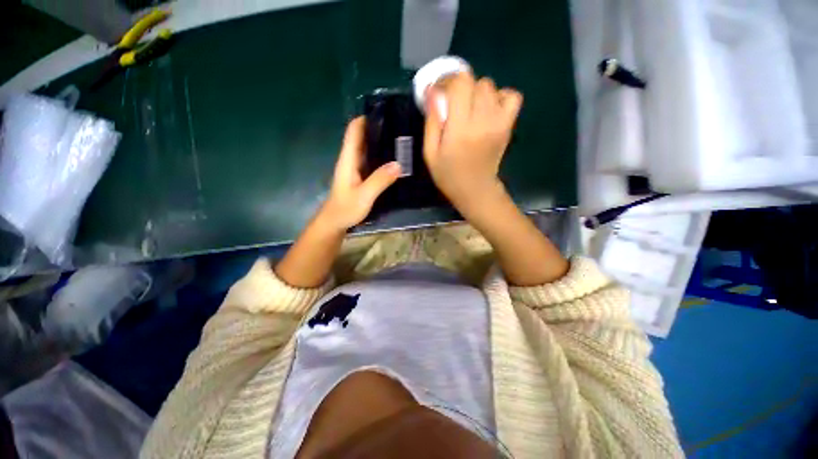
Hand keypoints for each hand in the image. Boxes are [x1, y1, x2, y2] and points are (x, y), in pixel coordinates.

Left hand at [318, 117, 401, 230]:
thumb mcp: (364, 195)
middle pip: (362, 137)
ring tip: (401, 140)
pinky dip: (381, 157)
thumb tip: (399, 164)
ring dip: (381, 143)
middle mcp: (351, 160)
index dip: (366, 119)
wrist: (335, 223)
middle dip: (378, 129)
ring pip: (368, 149)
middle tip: (400, 127)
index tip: (385, 113)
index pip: (354, 131)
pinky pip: (371, 161)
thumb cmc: (345, 209)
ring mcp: (356, 169)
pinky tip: (394, 160)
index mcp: (348, 159)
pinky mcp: (360, 177)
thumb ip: (379, 180)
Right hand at [423, 73, 522, 213]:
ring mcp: (499, 122)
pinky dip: (500, 96)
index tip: (439, 92)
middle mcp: (482, 121)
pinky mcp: (508, 125)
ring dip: (476, 93)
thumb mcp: (430, 153)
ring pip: (491, 87)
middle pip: (475, 82)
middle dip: (460, 87)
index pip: (459, 84)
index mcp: (460, 129)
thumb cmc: (448, 175)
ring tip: (468, 109)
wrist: (476, 190)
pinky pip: (512, 96)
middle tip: (452, 103)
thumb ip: (431, 122)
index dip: (447, 81)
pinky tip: (488, 109)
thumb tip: (433, 92)